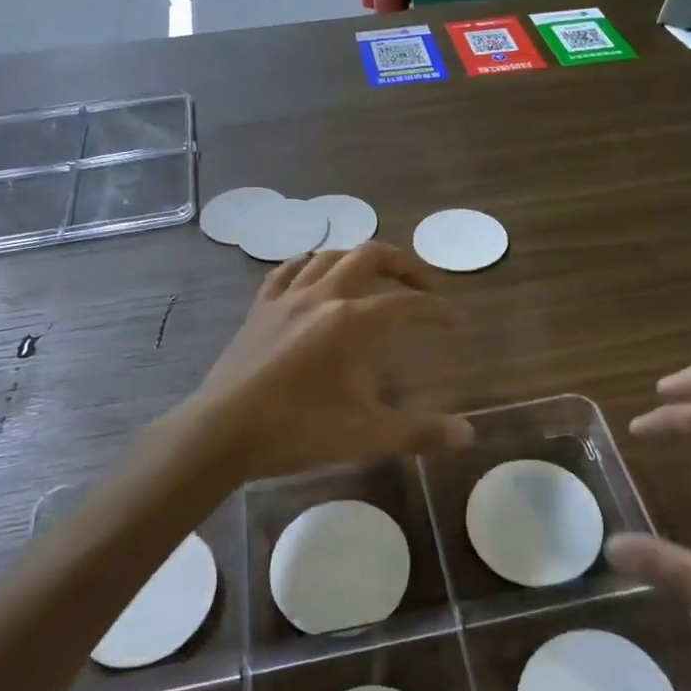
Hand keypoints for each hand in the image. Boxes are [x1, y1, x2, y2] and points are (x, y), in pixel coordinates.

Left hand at [161, 241, 473, 479]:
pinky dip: (308, 264)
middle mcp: (323, 296)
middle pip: (369, 256)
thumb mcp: (366, 434)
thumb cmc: (298, 429)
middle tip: (420, 288)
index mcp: (353, 321)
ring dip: (357, 260)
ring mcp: (287, 298)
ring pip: (328, 256)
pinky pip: (286, 270)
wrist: (223, 432)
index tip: (456, 321)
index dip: (437, 310)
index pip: (407, 304)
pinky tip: (313, 273)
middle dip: (402, 265)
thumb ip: (420, 431)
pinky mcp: (259, 308)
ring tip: (372, 278)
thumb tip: (468, 434)